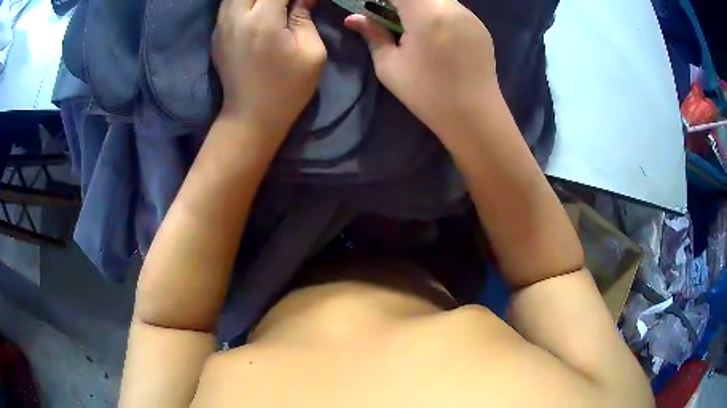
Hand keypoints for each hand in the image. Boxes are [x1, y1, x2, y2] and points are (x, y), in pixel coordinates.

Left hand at [213, 0, 326, 140]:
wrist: (250, 117)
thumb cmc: (287, 89)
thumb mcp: (311, 54)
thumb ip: (306, 18)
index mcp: (264, 21)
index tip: (303, 2)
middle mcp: (237, 18)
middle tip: (284, 4)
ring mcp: (221, 26)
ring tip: (270, 6)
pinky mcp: (216, 35)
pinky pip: (227, 5)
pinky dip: (242, 1)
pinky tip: (254, 8)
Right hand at [344, 0, 498, 141]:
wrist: (474, 116)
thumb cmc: (427, 95)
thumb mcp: (390, 67)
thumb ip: (372, 35)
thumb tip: (353, 18)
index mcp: (427, 14)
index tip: (372, 5)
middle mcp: (452, 6)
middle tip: (387, 13)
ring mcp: (470, 14)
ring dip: (418, 3)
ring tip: (408, 22)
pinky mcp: (480, 24)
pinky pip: (451, 6)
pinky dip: (435, 9)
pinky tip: (433, 30)